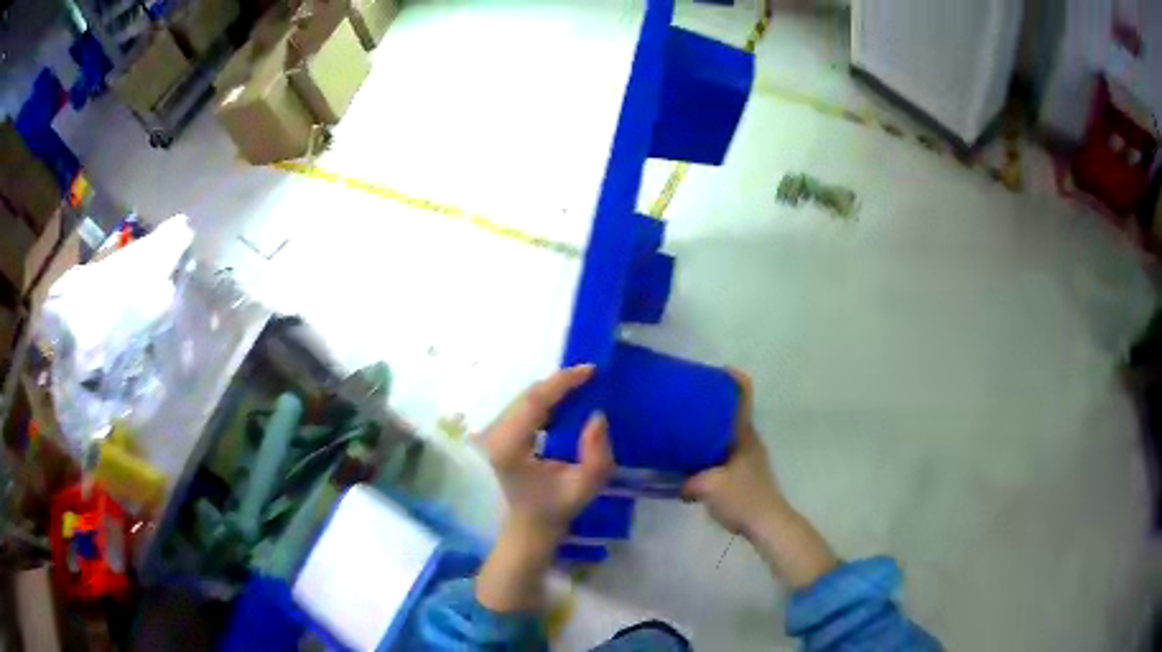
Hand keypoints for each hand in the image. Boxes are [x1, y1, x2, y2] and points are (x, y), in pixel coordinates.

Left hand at [476, 364, 613, 611]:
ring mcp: (492, 435)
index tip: (591, 370)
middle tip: (591, 376)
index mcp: (510, 447)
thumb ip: (596, 455)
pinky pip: (522, 409)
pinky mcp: (497, 436)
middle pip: (527, 396)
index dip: (563, 382)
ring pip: (524, 399)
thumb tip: (597, 416)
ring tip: (582, 386)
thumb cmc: (555, 510)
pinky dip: (545, 401)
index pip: (535, 401)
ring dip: (552, 391)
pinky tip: (565, 404)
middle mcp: (495, 435)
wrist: (527, 527)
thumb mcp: (584, 488)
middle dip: (559, 383)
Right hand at [682, 368, 788, 536]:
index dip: (733, 379)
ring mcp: (747, 457)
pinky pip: (722, 452)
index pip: (744, 396)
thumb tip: (675, 483)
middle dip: (710, 405)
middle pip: (730, 412)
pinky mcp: (743, 473)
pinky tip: (690, 462)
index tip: (714, 370)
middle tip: (684, 402)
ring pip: (725, 434)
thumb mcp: (708, 487)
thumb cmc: (743, 498)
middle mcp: (747, 440)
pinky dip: (708, 450)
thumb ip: (687, 481)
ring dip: (708, 429)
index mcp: (743, 435)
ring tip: (681, 430)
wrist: (767, 524)